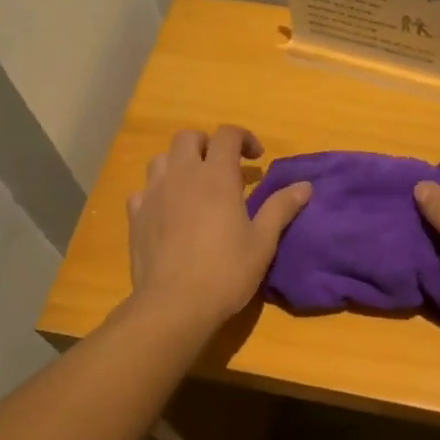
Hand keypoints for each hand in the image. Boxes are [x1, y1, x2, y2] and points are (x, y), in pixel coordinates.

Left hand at [127, 126, 311, 330]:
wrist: (174, 305)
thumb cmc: (226, 272)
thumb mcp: (262, 242)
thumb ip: (281, 208)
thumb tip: (305, 186)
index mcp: (216, 177)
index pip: (227, 135)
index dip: (243, 138)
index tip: (256, 158)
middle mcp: (182, 176)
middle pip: (188, 137)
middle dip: (207, 145)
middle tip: (223, 168)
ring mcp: (153, 194)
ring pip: (161, 159)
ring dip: (179, 164)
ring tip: (194, 186)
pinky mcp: (135, 216)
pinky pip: (143, 190)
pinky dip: (157, 192)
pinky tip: (168, 211)